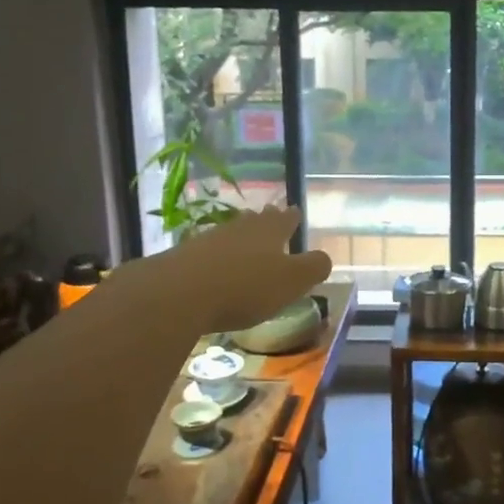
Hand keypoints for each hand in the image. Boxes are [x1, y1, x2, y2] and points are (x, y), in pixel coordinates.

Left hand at [147, 208, 332, 333]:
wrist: (178, 294)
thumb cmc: (245, 287)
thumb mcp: (291, 281)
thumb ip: (313, 268)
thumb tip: (325, 258)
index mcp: (269, 232)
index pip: (285, 219)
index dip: (292, 217)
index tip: (294, 210)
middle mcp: (240, 230)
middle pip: (255, 221)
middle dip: (265, 220)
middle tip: (270, 216)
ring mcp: (209, 241)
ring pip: (231, 233)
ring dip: (240, 236)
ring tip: (245, 240)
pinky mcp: (183, 259)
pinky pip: (208, 252)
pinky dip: (216, 257)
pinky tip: (215, 266)